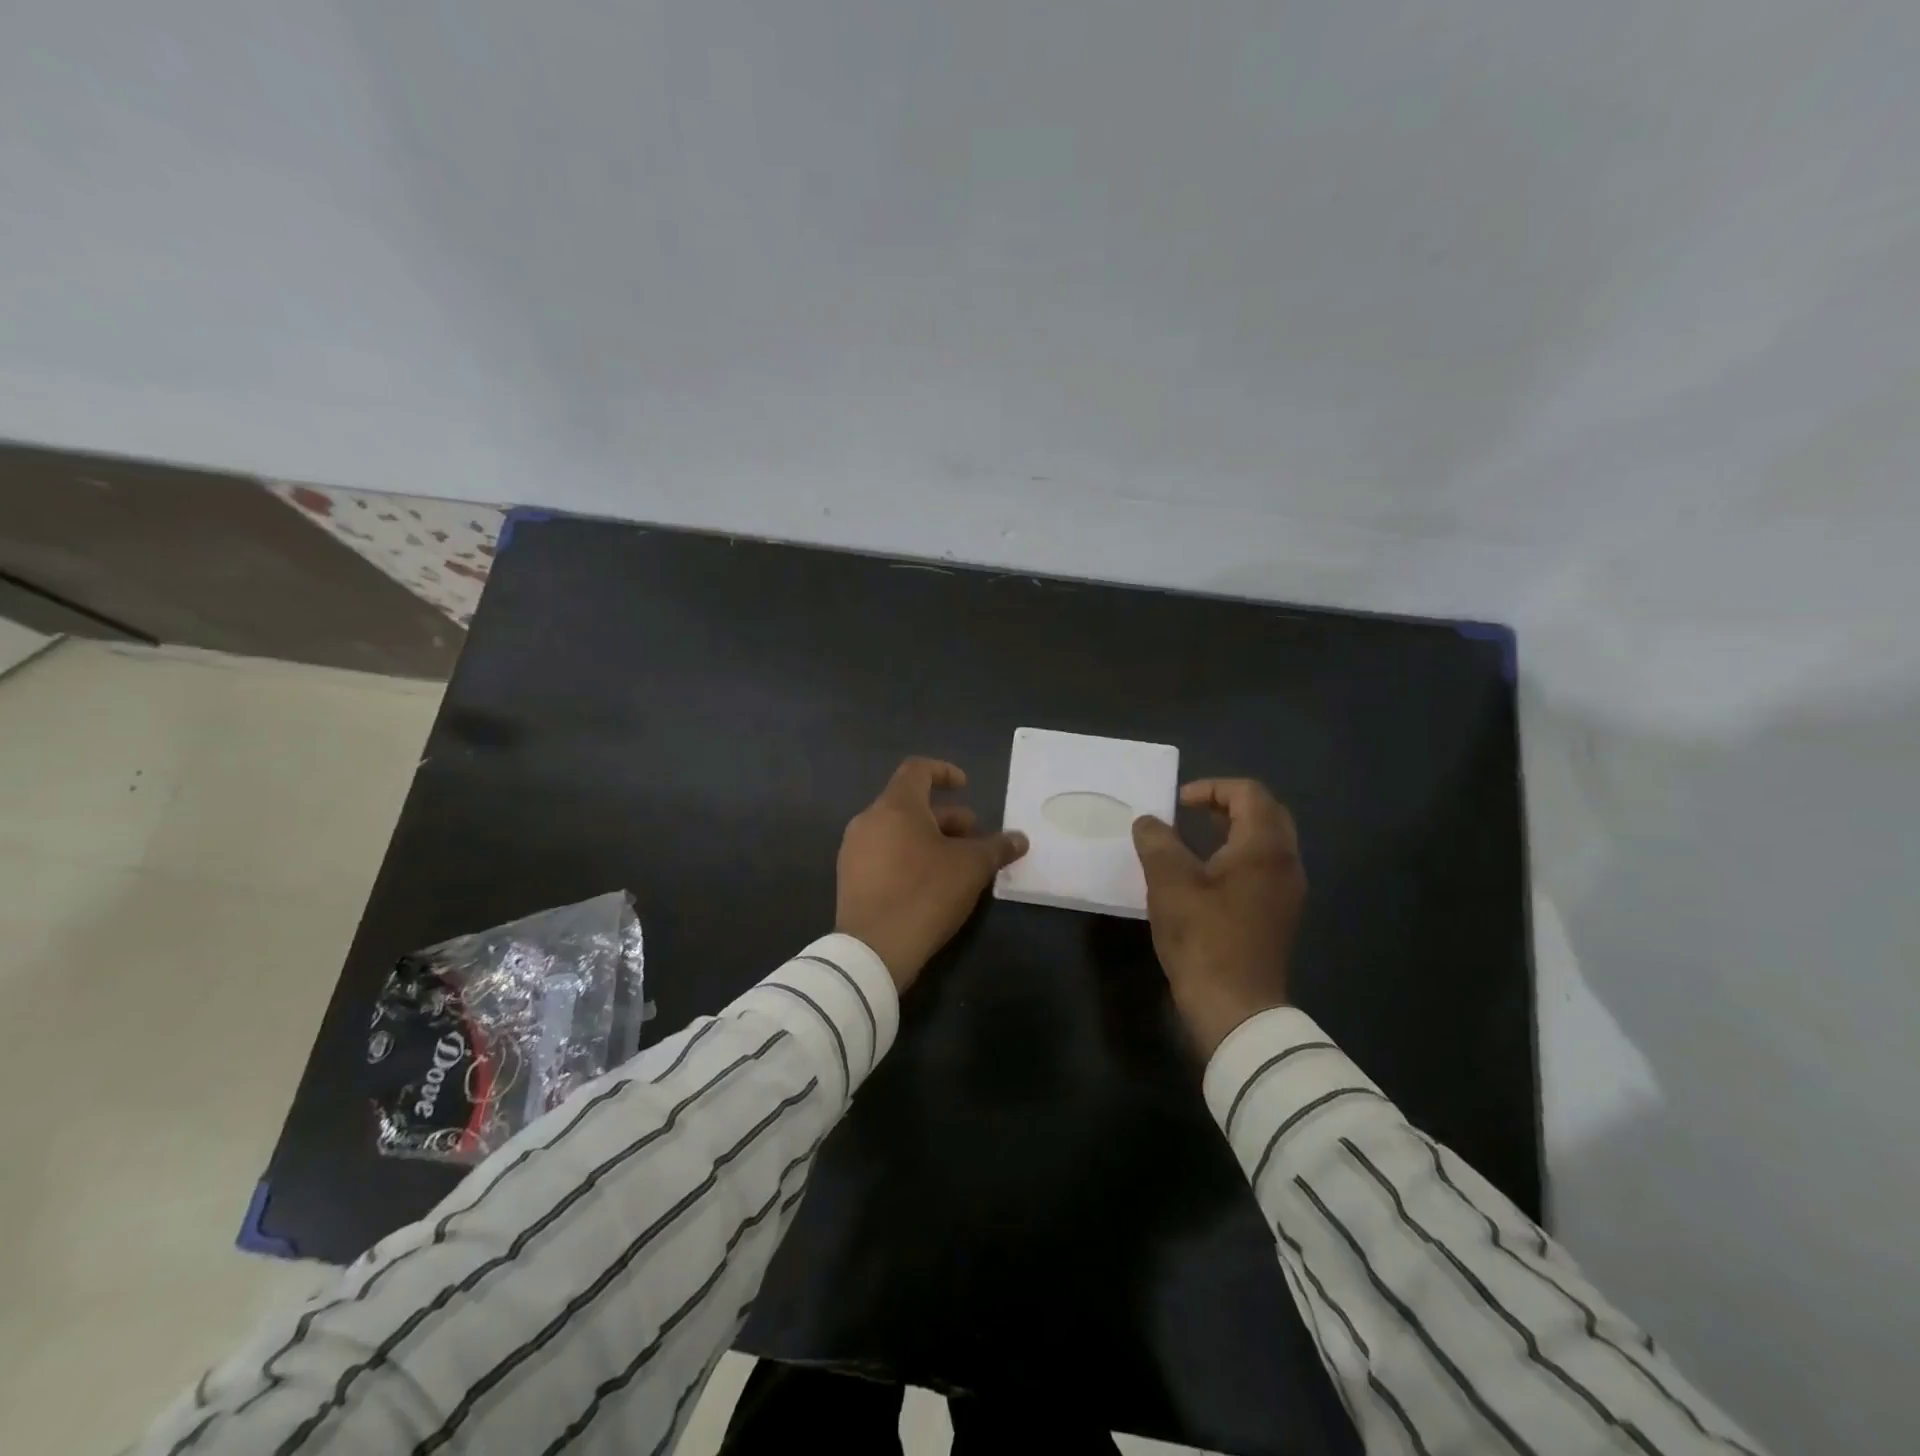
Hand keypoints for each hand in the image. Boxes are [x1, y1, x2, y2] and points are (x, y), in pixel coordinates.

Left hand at [836, 757, 1029, 990]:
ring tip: (957, 864)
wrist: (873, 950)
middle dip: (947, 818)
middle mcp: (869, 820)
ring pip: (898, 831)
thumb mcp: (971, 868)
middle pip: (910, 805)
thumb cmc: (925, 894)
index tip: (966, 787)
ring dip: (930, 839)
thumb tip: (1020, 839)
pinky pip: (884, 854)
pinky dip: (909, 857)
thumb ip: (997, 847)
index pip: (918, 769)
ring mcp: (855, 850)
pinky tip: (930, 885)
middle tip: (974, 840)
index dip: (944, 772)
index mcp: (896, 806)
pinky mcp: (850, 878)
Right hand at [1132, 778, 1305, 1055]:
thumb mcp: (1169, 883)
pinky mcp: (1279, 914)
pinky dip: (1238, 856)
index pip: (1250, 793)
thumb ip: (1157, 842)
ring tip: (1195, 839)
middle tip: (1191, 812)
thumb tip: (1148, 822)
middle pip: (1265, 814)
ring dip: (1233, 831)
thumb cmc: (1203, 937)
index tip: (1178, 802)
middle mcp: (1285, 863)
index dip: (1212, 788)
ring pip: (1266, 842)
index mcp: (1264, 848)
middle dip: (1227, 804)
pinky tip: (1207, 876)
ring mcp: (1287, 891)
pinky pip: (1264, 867)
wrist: (1235, 1007)